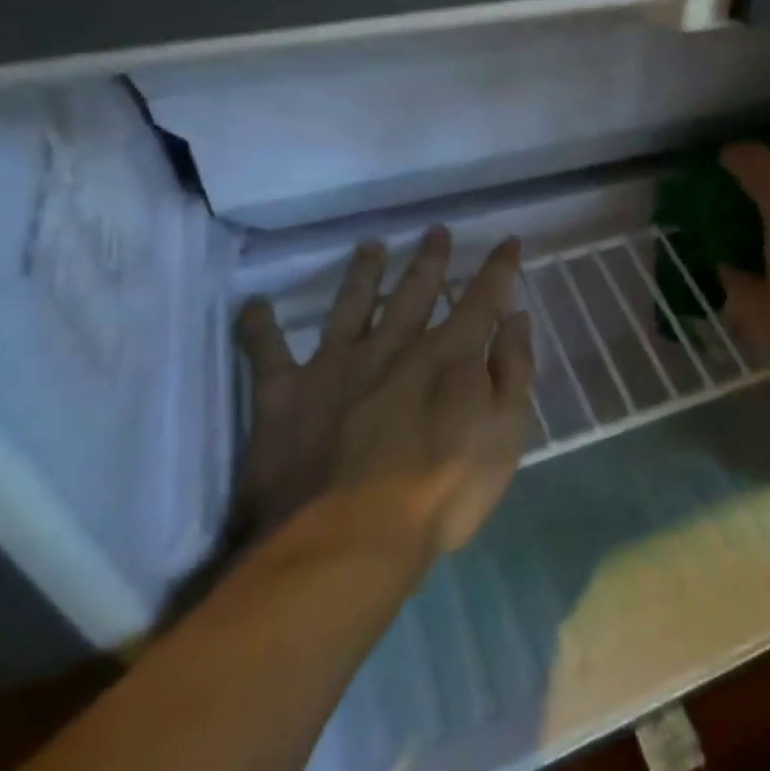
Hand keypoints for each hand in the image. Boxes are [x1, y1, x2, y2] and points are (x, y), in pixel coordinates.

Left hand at [234, 227, 533, 553]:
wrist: (348, 539)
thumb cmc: (442, 492)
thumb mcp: (504, 434)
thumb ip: (512, 371)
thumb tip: (516, 318)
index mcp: (448, 356)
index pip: (482, 299)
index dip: (498, 268)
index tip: (508, 240)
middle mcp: (393, 347)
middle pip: (415, 292)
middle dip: (429, 261)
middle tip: (435, 231)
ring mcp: (336, 366)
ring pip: (351, 306)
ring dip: (362, 275)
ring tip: (368, 246)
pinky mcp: (284, 395)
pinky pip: (266, 353)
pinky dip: (258, 328)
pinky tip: (253, 305)